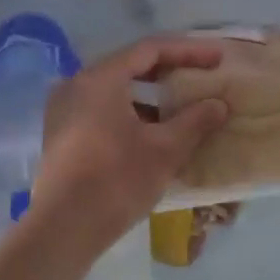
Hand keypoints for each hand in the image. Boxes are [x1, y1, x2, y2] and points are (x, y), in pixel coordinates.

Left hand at [29, 37, 229, 260]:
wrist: (63, 229)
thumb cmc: (117, 181)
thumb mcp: (165, 149)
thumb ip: (195, 121)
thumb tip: (219, 104)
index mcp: (100, 78)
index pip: (150, 49)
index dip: (188, 51)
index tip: (217, 58)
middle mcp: (76, 84)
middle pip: (130, 65)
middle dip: (170, 70)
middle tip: (202, 75)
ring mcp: (63, 109)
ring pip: (115, 89)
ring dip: (151, 94)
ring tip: (182, 103)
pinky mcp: (60, 133)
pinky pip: (102, 108)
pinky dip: (130, 111)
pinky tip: (154, 129)